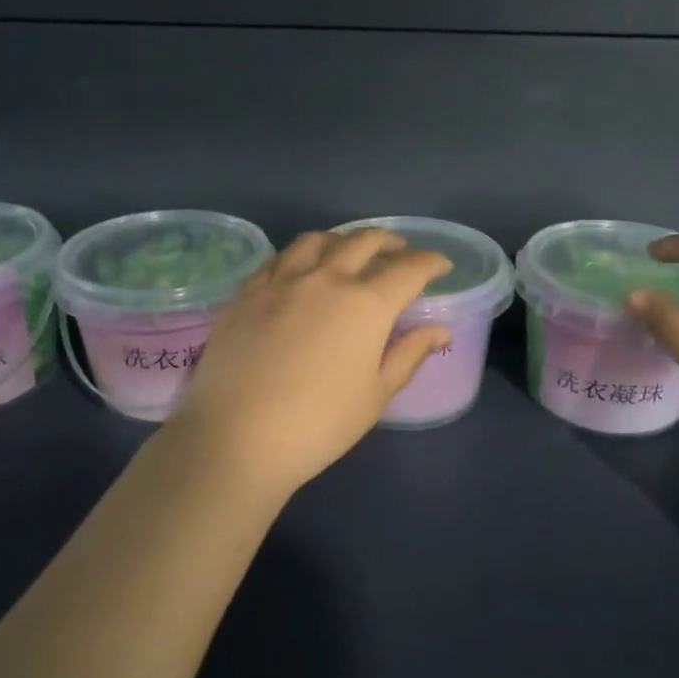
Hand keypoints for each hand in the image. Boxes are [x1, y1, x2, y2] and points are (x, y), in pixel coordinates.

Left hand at [165, 228, 453, 497]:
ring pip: (318, 241)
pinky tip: (301, 268)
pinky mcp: (247, 291)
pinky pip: (279, 257)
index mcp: (366, 304)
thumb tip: (439, 330)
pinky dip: (301, 254)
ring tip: (349, 252)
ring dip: (343, 240)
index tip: (441, 265)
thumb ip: (409, 354)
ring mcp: (282, 280)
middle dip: (389, 241)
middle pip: (364, 241)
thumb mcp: (375, 394)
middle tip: (399, 251)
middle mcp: (326, 278)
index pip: (409, 269)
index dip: (431, 263)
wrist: (237, 437)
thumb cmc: (319, 424)